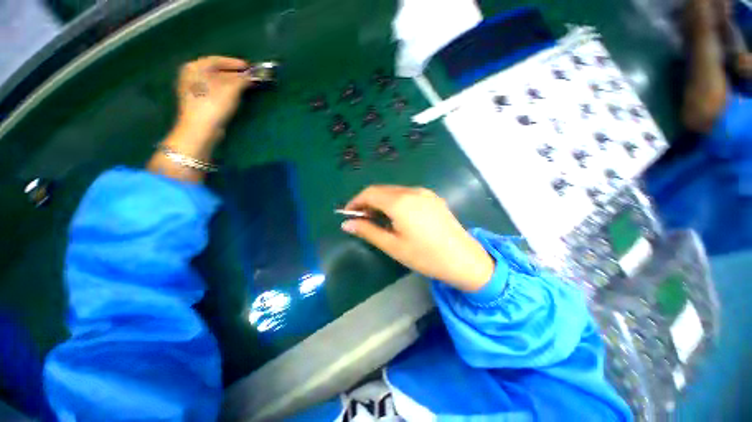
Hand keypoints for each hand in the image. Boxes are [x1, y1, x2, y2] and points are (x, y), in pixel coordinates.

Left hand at [149, 56, 252, 182]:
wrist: (200, 129)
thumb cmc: (213, 104)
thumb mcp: (231, 89)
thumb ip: (243, 79)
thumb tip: (254, 75)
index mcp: (194, 67)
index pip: (217, 60)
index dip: (234, 63)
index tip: (250, 67)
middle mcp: (190, 75)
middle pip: (215, 71)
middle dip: (233, 73)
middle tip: (249, 77)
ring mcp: (192, 90)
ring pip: (215, 82)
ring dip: (230, 83)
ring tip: (245, 86)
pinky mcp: (197, 102)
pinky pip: (214, 91)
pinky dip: (225, 91)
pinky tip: (234, 96)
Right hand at [342, 186, 494, 291]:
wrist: (464, 259)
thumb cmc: (425, 256)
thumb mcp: (393, 246)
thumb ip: (368, 231)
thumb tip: (347, 224)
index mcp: (399, 202)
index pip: (369, 193)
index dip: (355, 202)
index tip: (348, 214)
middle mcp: (411, 191)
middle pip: (381, 190)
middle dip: (367, 201)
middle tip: (362, 219)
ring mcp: (424, 192)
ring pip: (394, 191)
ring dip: (381, 201)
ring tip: (377, 218)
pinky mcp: (432, 197)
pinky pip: (407, 194)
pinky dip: (395, 201)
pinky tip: (396, 215)